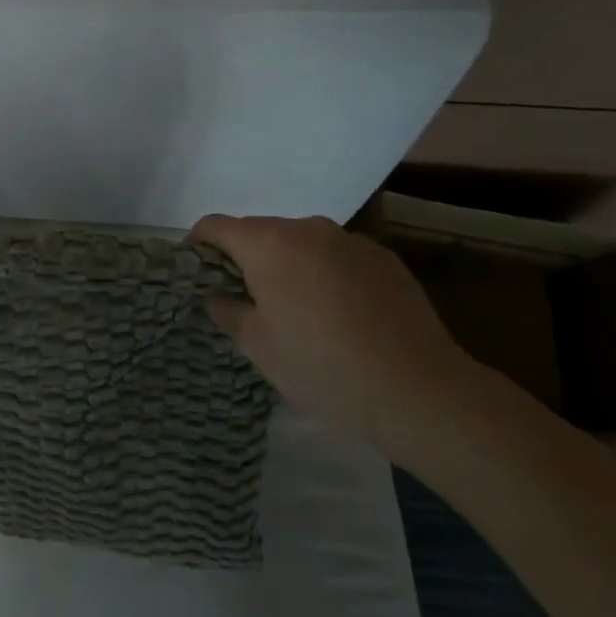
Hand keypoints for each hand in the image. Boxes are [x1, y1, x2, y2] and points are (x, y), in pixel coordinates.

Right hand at [188, 213, 482, 461]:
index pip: (215, 226)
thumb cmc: (322, 367)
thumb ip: (228, 311)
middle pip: (259, 231)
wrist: (419, 389)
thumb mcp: (258, 347)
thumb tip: (220, 296)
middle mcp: (308, 229)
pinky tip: (338, 314)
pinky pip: (336, 256)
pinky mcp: (384, 258)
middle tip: (244, 301)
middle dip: (243, 258)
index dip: (197, 246)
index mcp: (269, 245)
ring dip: (286, 265)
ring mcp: (351, 240)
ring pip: (300, 242)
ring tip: (295, 310)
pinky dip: (323, 273)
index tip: (197, 274)